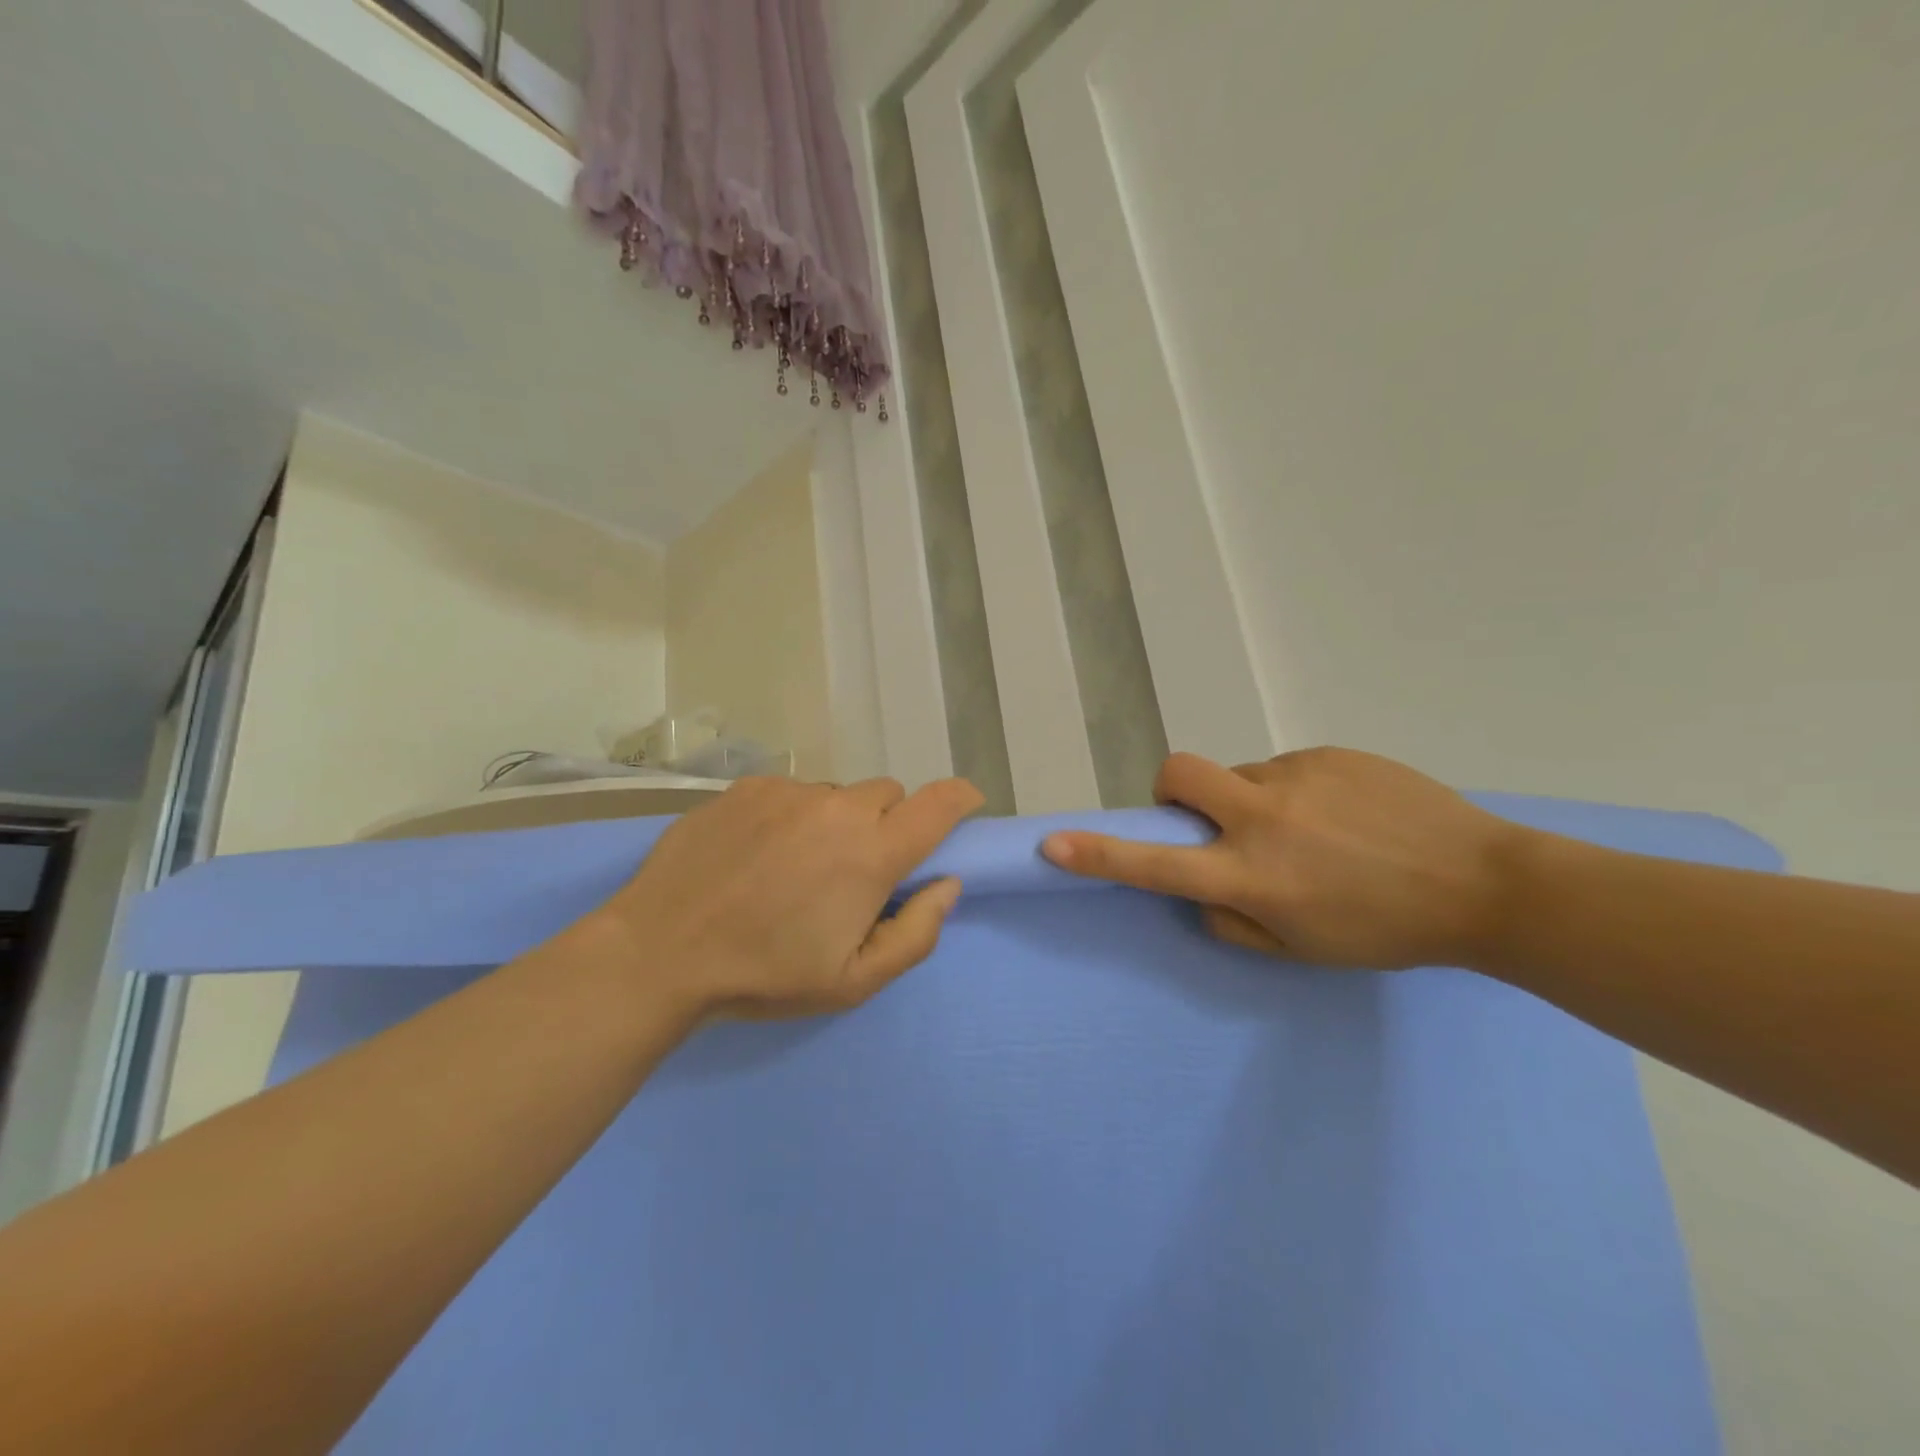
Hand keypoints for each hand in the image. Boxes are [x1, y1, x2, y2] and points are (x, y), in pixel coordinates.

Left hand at [589, 775, 983, 1019]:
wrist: (661, 951)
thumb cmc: (765, 974)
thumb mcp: (853, 980)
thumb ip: (916, 932)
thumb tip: (946, 884)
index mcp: (871, 853)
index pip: (939, 804)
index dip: (961, 799)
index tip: (966, 806)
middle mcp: (837, 807)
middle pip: (889, 795)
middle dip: (888, 825)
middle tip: (856, 870)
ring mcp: (789, 791)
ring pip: (838, 794)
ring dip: (837, 822)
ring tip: (797, 866)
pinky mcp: (748, 787)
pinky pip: (792, 792)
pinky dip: (793, 816)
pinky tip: (758, 853)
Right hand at [1042, 749, 1522, 969]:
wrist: (1486, 885)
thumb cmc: (1388, 932)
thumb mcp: (1302, 951)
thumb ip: (1234, 924)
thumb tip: (1203, 892)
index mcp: (1252, 877)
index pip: (1154, 865)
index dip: (1096, 855)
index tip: (1052, 843)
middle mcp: (1262, 818)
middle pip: (1179, 772)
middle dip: (1171, 789)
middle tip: (1204, 816)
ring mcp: (1297, 778)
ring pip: (1240, 776)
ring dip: (1251, 801)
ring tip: (1314, 832)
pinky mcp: (1330, 754)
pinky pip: (1286, 769)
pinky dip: (1295, 793)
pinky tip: (1346, 816)